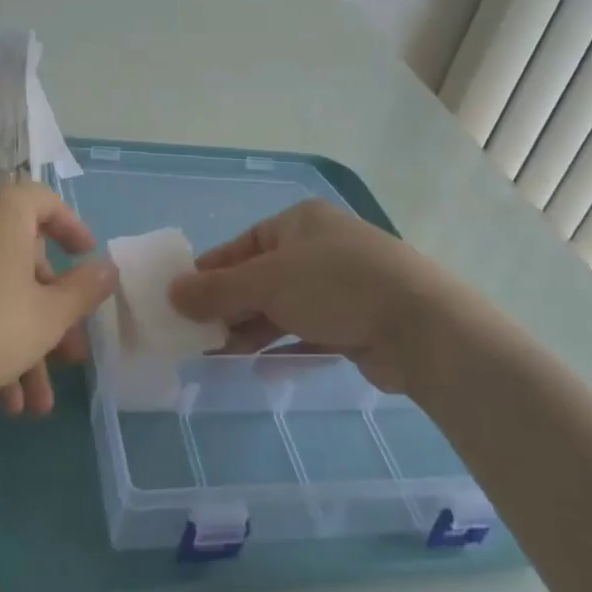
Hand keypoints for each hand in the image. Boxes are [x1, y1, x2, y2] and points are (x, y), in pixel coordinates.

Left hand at [0, 183, 115, 420]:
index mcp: (4, 207)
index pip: (48, 203)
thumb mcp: (48, 315)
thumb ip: (85, 289)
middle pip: (24, 259)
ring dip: (22, 343)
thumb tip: (109, 267)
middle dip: (51, 315)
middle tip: (69, 355)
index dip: (74, 232)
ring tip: (36, 403)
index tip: (89, 261)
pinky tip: (2, 400)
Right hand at [167, 199, 455, 391]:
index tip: (180, 300)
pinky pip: (308, 332)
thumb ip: (217, 290)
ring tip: (217, 355)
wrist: (420, 326)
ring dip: (251, 329)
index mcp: (299, 223)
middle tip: (195, 335)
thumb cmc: (335, 285)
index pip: (242, 245)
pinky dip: (283, 347)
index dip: (210, 272)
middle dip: (229, 306)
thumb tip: (171, 291)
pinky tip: (259, 367)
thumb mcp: (267, 282)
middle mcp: (319, 248)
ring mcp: (340, 286)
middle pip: (261, 277)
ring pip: (283, 307)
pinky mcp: (355, 322)